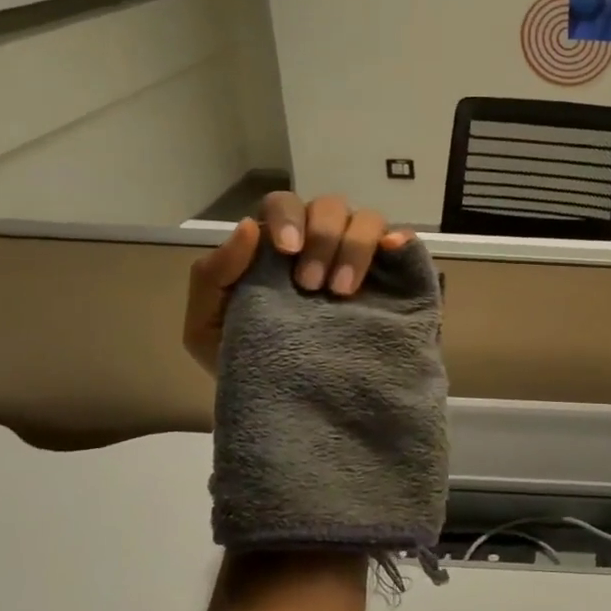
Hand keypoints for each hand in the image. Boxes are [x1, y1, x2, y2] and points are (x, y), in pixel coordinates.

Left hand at [183, 191, 410, 374]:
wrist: (287, 405)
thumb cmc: (244, 361)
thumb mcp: (207, 326)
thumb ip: (212, 276)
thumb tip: (248, 226)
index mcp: (277, 245)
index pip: (284, 205)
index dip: (288, 218)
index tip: (288, 251)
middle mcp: (320, 243)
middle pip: (329, 207)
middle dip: (323, 238)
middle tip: (314, 286)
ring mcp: (358, 258)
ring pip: (367, 219)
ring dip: (356, 246)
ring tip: (344, 292)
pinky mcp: (390, 278)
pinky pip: (403, 242)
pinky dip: (400, 239)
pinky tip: (392, 250)